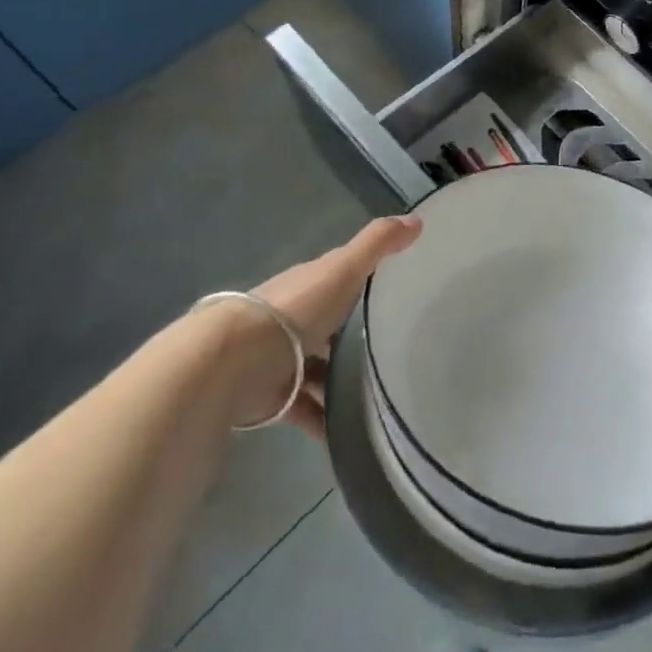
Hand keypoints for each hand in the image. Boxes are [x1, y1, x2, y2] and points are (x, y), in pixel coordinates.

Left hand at [245, 214, 420, 436]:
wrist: (234, 361)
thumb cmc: (296, 308)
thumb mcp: (344, 269)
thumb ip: (378, 244)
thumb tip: (417, 219)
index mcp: (310, 284)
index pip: (339, 276)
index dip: (362, 278)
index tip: (394, 289)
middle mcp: (294, 317)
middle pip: (328, 324)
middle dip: (352, 334)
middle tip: (393, 347)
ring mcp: (281, 358)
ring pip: (317, 368)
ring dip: (339, 380)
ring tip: (379, 395)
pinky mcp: (272, 397)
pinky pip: (305, 409)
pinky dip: (323, 421)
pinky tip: (348, 433)